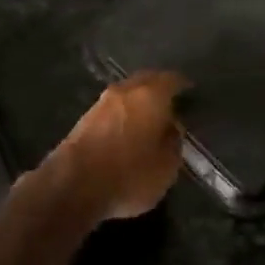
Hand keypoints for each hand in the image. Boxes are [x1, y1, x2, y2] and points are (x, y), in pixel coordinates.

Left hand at [50, 71, 188, 221]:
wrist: (73, 185)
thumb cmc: (129, 175)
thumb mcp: (166, 167)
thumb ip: (173, 143)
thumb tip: (171, 129)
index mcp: (150, 96)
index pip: (171, 80)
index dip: (183, 85)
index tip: (191, 92)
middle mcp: (124, 91)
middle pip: (146, 80)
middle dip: (159, 87)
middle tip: (172, 101)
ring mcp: (100, 103)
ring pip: (126, 93)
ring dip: (139, 100)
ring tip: (151, 117)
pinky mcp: (83, 119)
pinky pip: (112, 108)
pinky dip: (123, 113)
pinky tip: (128, 128)